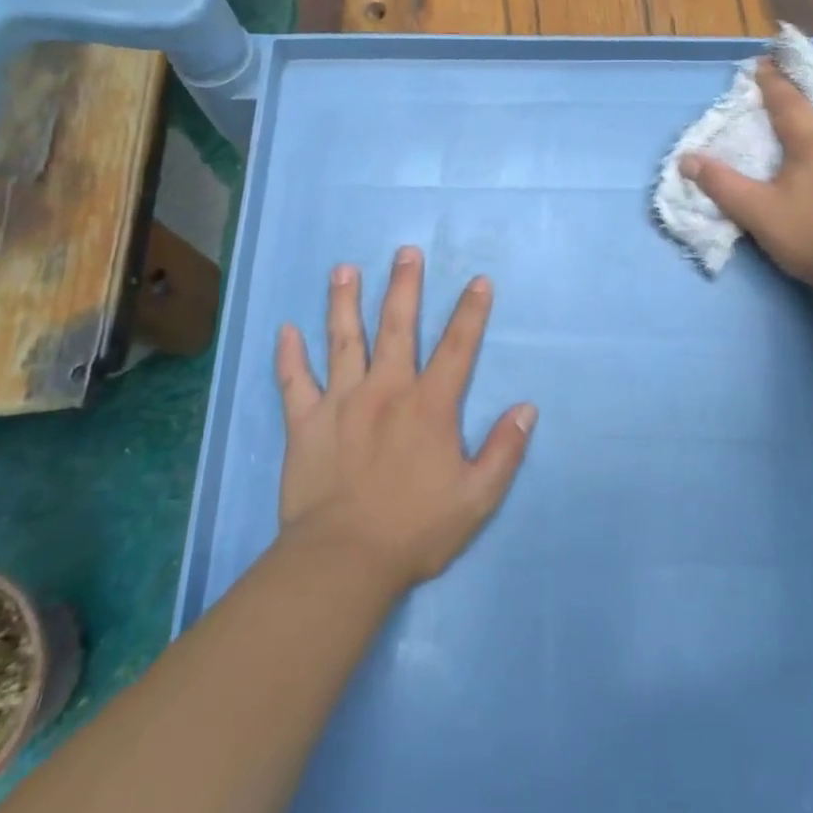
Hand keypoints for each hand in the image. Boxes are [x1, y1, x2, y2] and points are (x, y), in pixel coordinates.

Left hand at [273, 247, 535, 589]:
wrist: (344, 560)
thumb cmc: (416, 530)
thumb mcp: (477, 498)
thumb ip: (505, 450)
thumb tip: (527, 408)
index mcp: (429, 405)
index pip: (457, 348)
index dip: (471, 312)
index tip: (478, 281)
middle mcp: (386, 390)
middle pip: (397, 327)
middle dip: (404, 286)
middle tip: (405, 252)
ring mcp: (341, 402)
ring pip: (343, 341)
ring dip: (344, 302)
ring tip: (343, 270)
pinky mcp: (305, 423)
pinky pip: (294, 382)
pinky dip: (289, 356)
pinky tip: (285, 330)